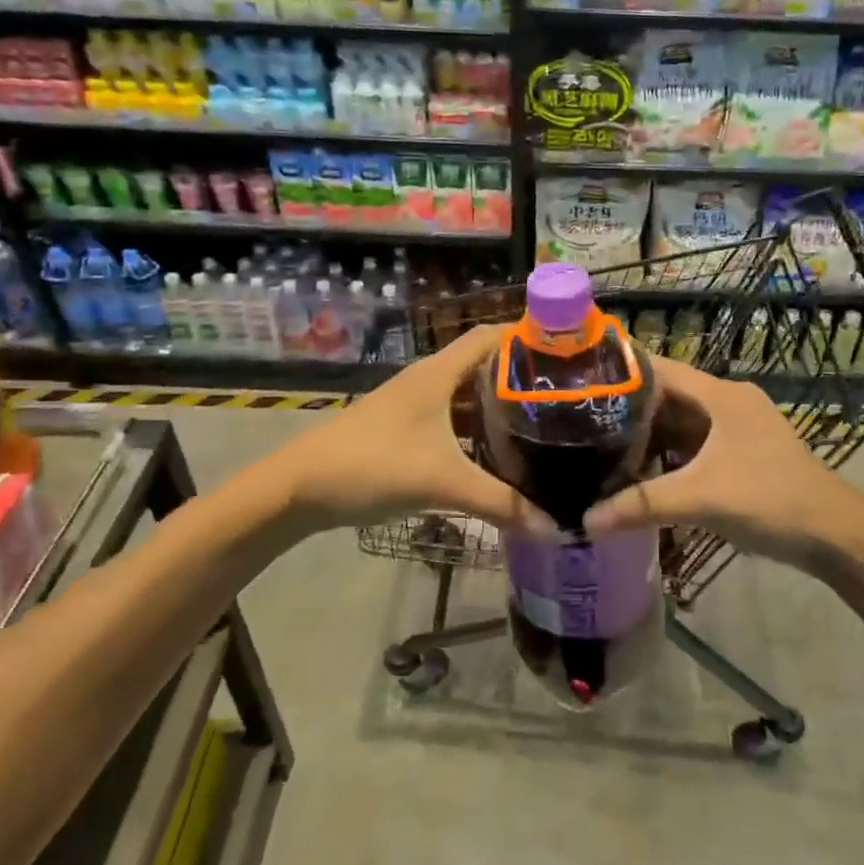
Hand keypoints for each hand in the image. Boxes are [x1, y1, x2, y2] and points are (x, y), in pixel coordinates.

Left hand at [275, 325, 556, 536]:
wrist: (297, 489)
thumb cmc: (372, 465)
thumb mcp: (441, 483)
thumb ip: (501, 504)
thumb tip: (557, 528)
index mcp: (438, 373)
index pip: (490, 336)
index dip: (526, 337)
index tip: (566, 352)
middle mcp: (428, 381)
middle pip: (483, 366)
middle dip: (520, 378)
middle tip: (563, 397)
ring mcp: (413, 407)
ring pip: (466, 397)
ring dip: (498, 408)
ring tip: (541, 426)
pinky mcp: (403, 432)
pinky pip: (451, 421)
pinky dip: (476, 432)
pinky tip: (496, 456)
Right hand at [584, 356, 863, 571]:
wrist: (834, 534)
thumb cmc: (769, 499)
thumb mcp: (701, 498)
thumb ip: (641, 505)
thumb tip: (585, 521)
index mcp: (721, 395)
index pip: (660, 368)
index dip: (622, 372)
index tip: (580, 382)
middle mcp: (727, 403)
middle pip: (668, 397)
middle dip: (628, 409)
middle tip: (581, 421)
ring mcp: (736, 430)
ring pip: (680, 423)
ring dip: (647, 435)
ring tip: (601, 446)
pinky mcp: (741, 455)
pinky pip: (693, 446)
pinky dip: (667, 455)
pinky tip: (640, 472)